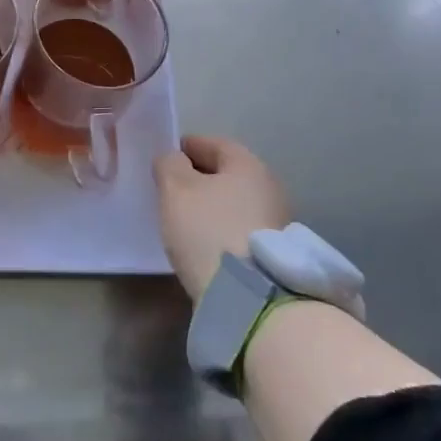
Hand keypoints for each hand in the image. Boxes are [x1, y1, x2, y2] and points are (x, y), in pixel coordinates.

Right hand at [154, 135, 290, 300]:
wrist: (248, 297)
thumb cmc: (208, 230)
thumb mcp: (176, 189)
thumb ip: (169, 164)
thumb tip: (174, 160)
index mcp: (248, 164)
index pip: (213, 143)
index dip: (185, 147)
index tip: (165, 158)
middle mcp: (269, 187)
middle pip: (226, 173)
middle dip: (198, 177)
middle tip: (170, 188)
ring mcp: (276, 221)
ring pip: (233, 202)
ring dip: (210, 204)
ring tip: (184, 217)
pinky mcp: (273, 252)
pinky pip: (239, 227)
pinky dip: (220, 227)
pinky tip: (203, 241)